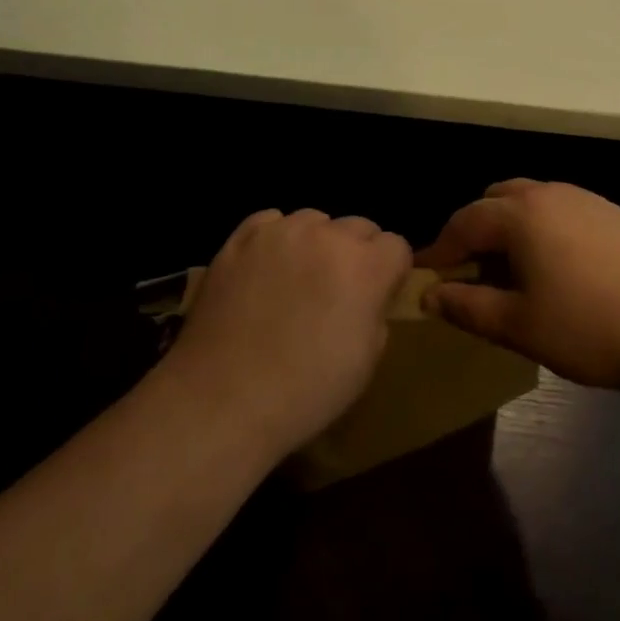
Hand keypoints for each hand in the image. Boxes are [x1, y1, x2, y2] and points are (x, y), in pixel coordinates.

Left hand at [163, 208, 410, 460]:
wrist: (222, 400)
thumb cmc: (304, 392)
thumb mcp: (365, 363)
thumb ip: (377, 314)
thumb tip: (369, 297)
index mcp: (365, 267)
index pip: (397, 246)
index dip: (391, 271)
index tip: (379, 295)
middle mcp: (327, 236)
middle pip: (359, 226)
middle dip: (357, 253)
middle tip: (338, 290)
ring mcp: (280, 232)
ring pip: (315, 220)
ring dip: (317, 242)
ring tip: (298, 279)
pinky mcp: (241, 237)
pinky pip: (271, 222)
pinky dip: (276, 239)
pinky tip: (265, 269)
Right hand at [416, 179, 619, 396]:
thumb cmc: (592, 328)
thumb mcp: (520, 326)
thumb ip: (468, 306)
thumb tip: (430, 294)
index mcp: (521, 214)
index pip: (465, 221)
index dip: (441, 247)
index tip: (427, 273)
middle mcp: (550, 193)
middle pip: (496, 199)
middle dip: (475, 228)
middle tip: (470, 269)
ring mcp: (586, 198)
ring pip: (531, 199)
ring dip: (510, 225)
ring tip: (512, 268)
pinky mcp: (614, 212)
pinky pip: (562, 208)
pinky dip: (543, 227)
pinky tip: (559, 266)